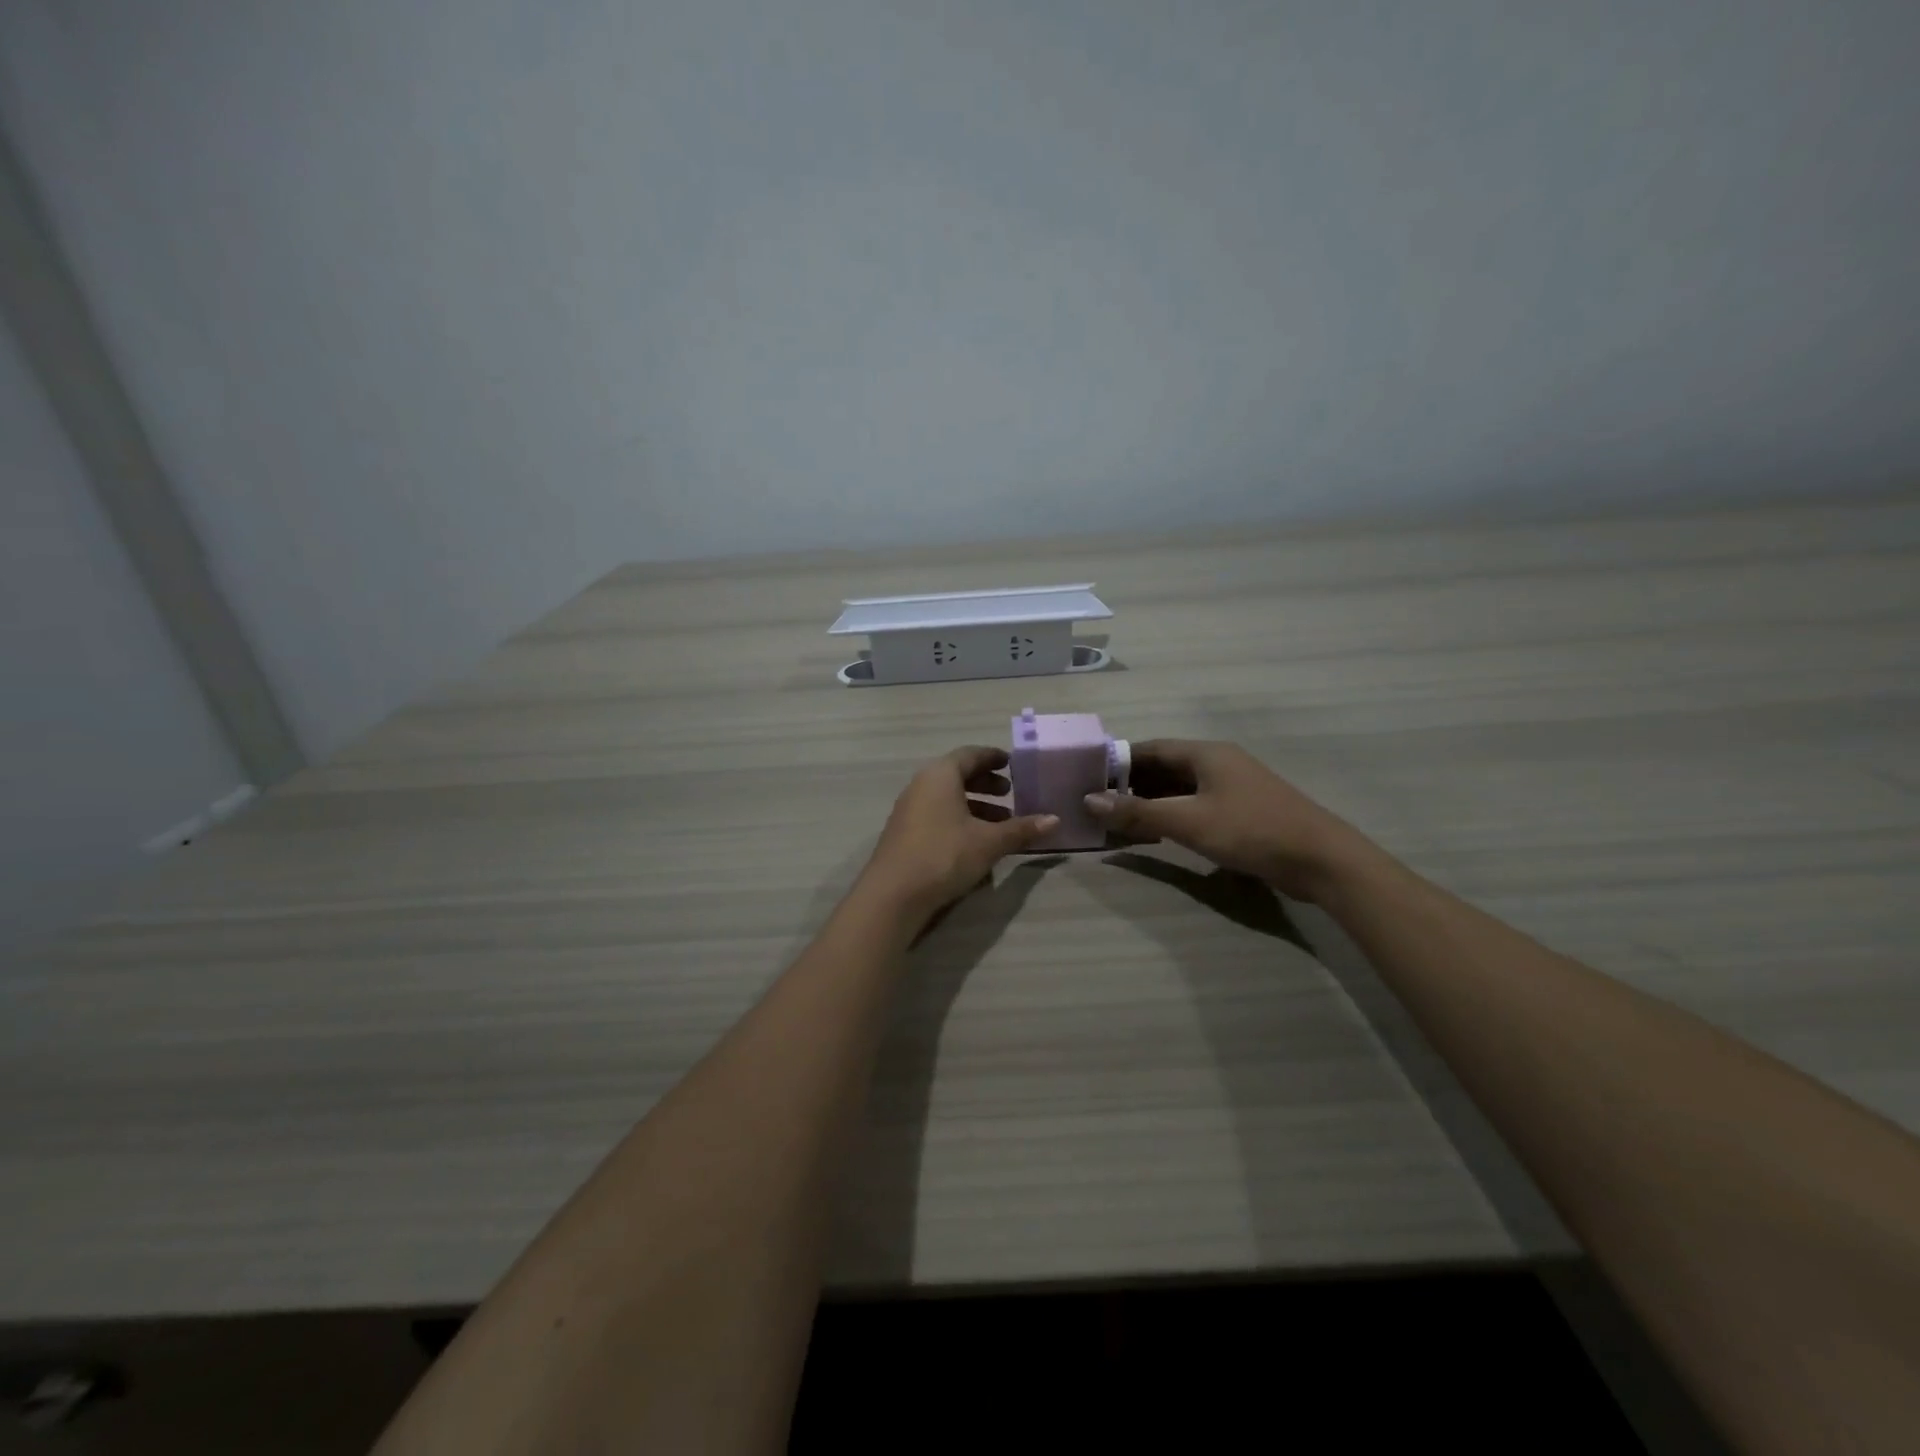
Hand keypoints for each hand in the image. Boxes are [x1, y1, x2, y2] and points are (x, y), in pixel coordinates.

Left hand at [859, 746, 1058, 922]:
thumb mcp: (989, 842)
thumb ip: (1021, 829)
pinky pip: (937, 815)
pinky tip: (976, 843)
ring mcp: (909, 809)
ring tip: (1000, 824)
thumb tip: (1055, 820)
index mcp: (940, 775)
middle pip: (957, 775)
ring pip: (947, 798)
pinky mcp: (904, 833)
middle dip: (986, 783)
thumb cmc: (944, 855)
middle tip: (1010, 794)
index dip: (993, 757)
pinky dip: (959, 819)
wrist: (893, 894)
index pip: (970, 755)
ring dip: (974, 806)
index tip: (1011, 763)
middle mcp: (921, 785)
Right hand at [1083, 739, 1371, 902]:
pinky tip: (1157, 834)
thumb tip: (1089, 800)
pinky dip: (1172, 816)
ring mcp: (1232, 787)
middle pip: (1164, 768)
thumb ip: (1138, 812)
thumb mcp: (1189, 822)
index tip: (1088, 779)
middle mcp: (1218, 763)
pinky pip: (1196, 806)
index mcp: (1205, 753)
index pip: (1150, 748)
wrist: (1321, 859)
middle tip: (1098, 805)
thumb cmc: (1251, 830)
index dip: (1118, 762)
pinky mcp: (1242, 811)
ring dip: (1151, 803)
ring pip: (1180, 789)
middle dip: (1131, 785)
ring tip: (1119, 822)